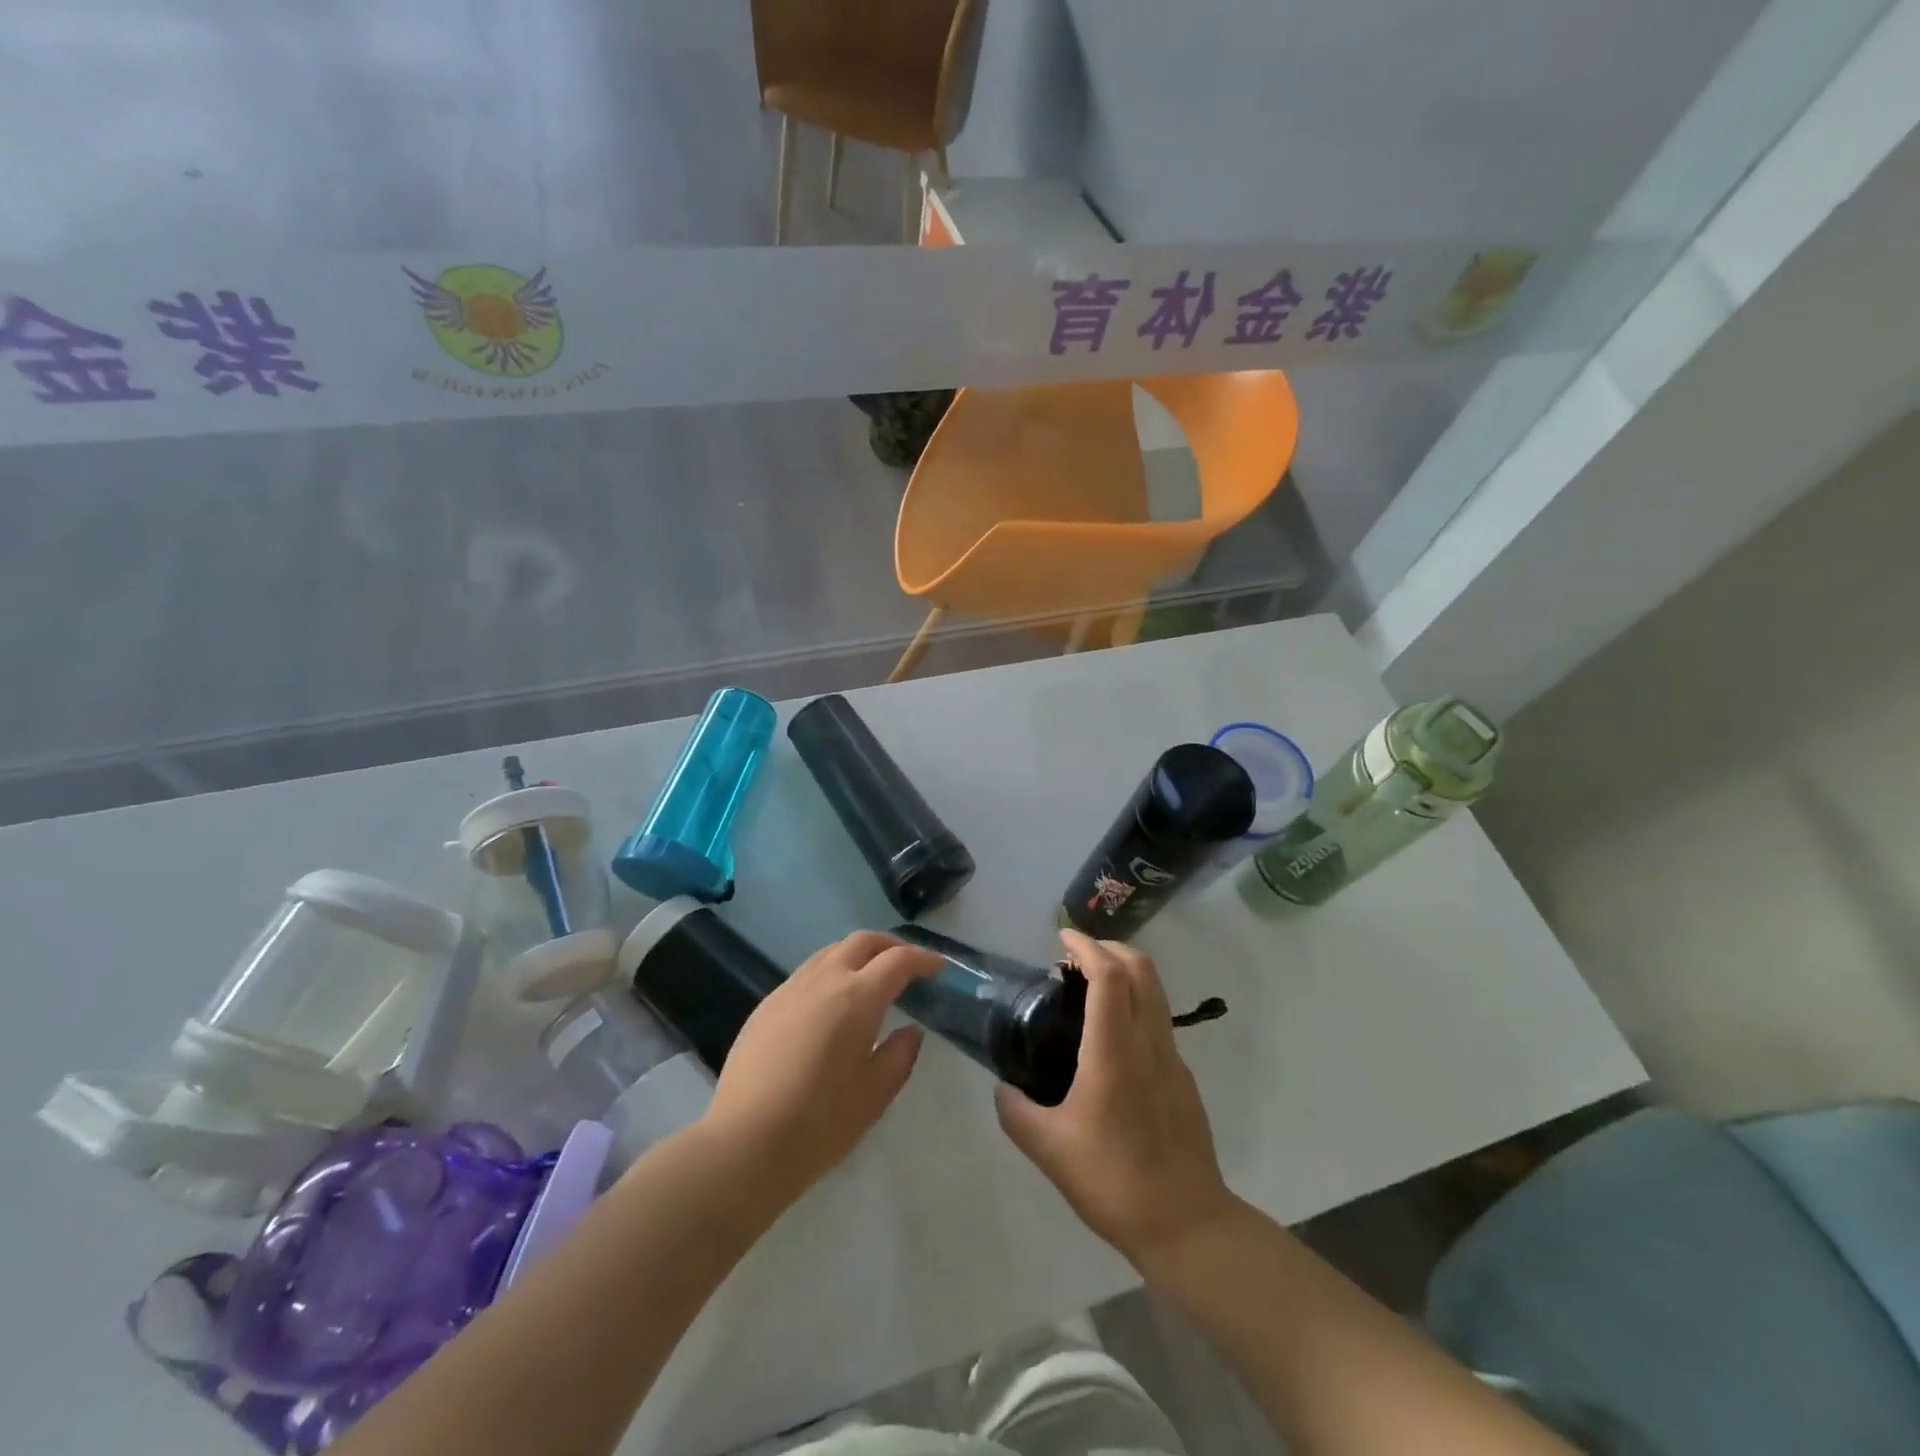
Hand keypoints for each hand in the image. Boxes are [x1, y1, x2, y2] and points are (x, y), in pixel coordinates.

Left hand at [702, 930, 941, 1205]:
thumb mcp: (875, 1094)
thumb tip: (910, 1031)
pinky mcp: (765, 1006)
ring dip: (857, 956)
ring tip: (870, 980)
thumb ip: (900, 1055)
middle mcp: (823, 980)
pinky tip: (830, 1006)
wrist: (744, 1144)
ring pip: (829, 952)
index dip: (923, 959)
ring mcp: (789, 990)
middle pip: (862, 941)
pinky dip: (829, 974)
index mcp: (857, 997)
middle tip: (908, 965)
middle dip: (890, 945)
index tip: (939, 968)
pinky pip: (805, 974)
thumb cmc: (820, 1122)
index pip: (898, 961)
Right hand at [996, 929, 1238, 1269]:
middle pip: (1141, 969)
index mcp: (1114, 1051)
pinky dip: (1136, 1002)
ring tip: (1090, 988)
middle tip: (1076, 956)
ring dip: (1126, 973)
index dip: (1087, 947)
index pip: (1109, 975)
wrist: (1186, 1224)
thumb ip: (1016, 1112)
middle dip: (1110, 948)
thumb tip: (1002, 1089)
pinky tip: (1110, 1036)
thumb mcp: (1049, 1150)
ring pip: (1156, 992)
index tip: (1063, 937)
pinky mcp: (1183, 1078)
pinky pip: (1159, 1020)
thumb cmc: (1114, 1180)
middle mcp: (1149, 1042)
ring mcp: (1172, 1058)